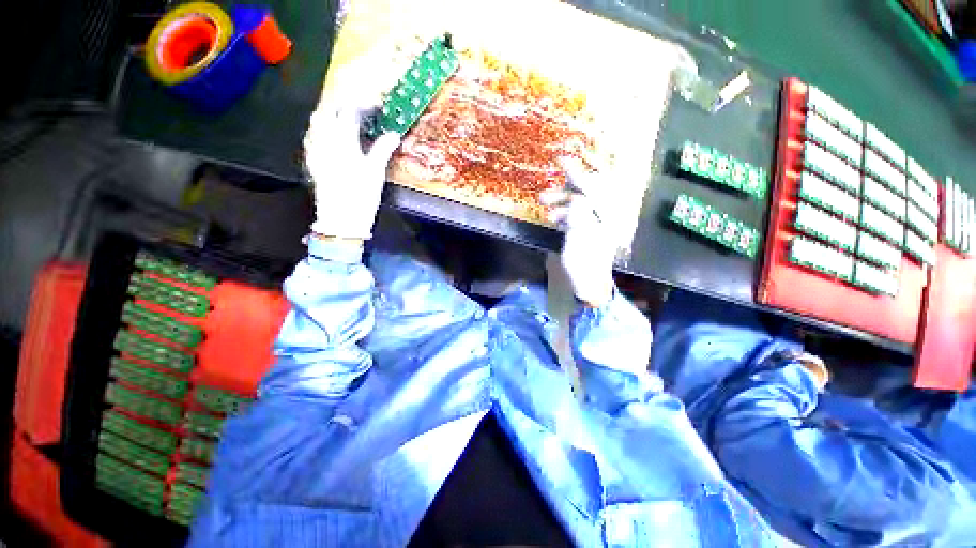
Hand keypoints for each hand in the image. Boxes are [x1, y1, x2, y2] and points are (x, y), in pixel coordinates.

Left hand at [304, 61, 401, 239]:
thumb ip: (382, 149)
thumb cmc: (361, 195)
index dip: (363, 104)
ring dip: (331, 114)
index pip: (350, 111)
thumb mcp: (375, 172)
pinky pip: (313, 135)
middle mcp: (324, 139)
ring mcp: (315, 149)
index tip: (375, 104)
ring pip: (317, 121)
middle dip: (343, 104)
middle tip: (359, 108)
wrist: (341, 218)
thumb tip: (394, 134)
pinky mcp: (311, 160)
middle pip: (329, 110)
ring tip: (345, 119)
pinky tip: (331, 135)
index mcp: (342, 140)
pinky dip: (322, 129)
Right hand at [540, 159, 617, 306]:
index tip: (561, 160)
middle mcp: (606, 214)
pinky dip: (565, 215)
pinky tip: (553, 219)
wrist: (588, 284)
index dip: (576, 172)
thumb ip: (579, 212)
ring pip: (579, 204)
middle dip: (564, 192)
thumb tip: (577, 197)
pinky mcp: (590, 230)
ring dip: (561, 204)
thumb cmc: (584, 262)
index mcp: (608, 214)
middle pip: (586, 193)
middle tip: (545, 195)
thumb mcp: (579, 236)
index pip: (592, 187)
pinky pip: (577, 215)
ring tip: (544, 208)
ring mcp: (598, 223)